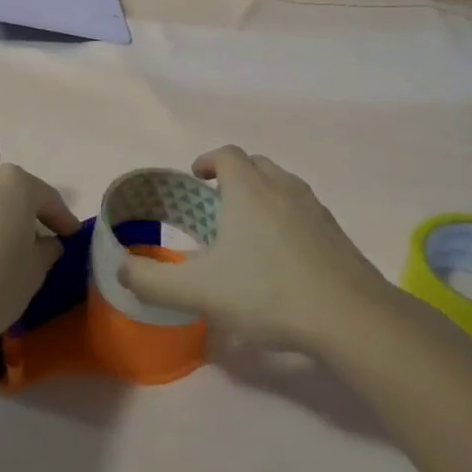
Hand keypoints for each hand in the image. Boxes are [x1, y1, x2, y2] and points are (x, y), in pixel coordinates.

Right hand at [117, 146, 388, 349]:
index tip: (195, 179)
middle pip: (256, 165)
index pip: (226, 154)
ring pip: (282, 186)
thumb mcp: (198, 291)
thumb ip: (151, 281)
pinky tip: (280, 256)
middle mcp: (283, 188)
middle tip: (216, 205)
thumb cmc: (267, 293)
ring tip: (246, 230)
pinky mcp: (335, 233)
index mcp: (249, 190)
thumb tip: (122, 270)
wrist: (349, 316)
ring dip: (261, 196)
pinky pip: (303, 211)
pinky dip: (285, 218)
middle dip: (233, 176)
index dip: (207, 160)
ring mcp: (315, 208)